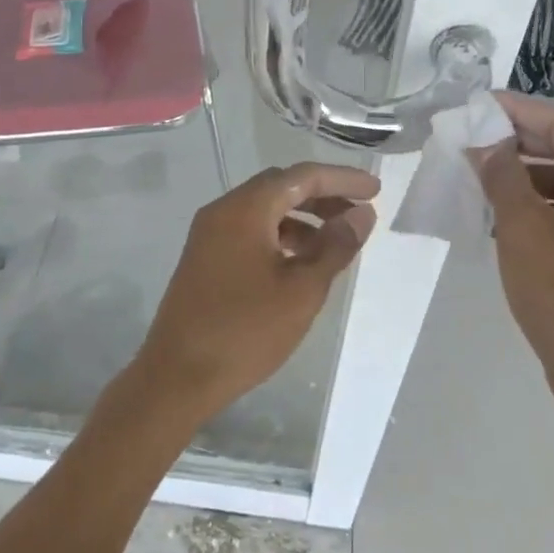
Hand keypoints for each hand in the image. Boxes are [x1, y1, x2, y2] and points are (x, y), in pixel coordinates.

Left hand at [133, 162, 379, 421]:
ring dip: (302, 218)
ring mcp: (209, 234)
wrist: (178, 375)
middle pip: (280, 187)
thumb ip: (335, 247)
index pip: (302, 176)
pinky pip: (249, 231)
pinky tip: (301, 262)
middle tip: (359, 215)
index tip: (375, 192)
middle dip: (323, 196)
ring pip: (264, 210)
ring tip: (336, 243)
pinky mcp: (205, 257)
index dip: (342, 180)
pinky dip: (280, 236)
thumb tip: (361, 215)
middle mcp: (223, 210)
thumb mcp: (302, 290)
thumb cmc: (245, 331)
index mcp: (245, 208)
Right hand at [470, 93, 553, 396]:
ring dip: (523, 171)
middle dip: (517, 140)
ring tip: (478, 174)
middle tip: (470, 138)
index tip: (477, 105)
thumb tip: (484, 142)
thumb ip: (502, 175)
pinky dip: (536, 199)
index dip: (519, 109)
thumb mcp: (521, 228)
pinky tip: (501, 210)